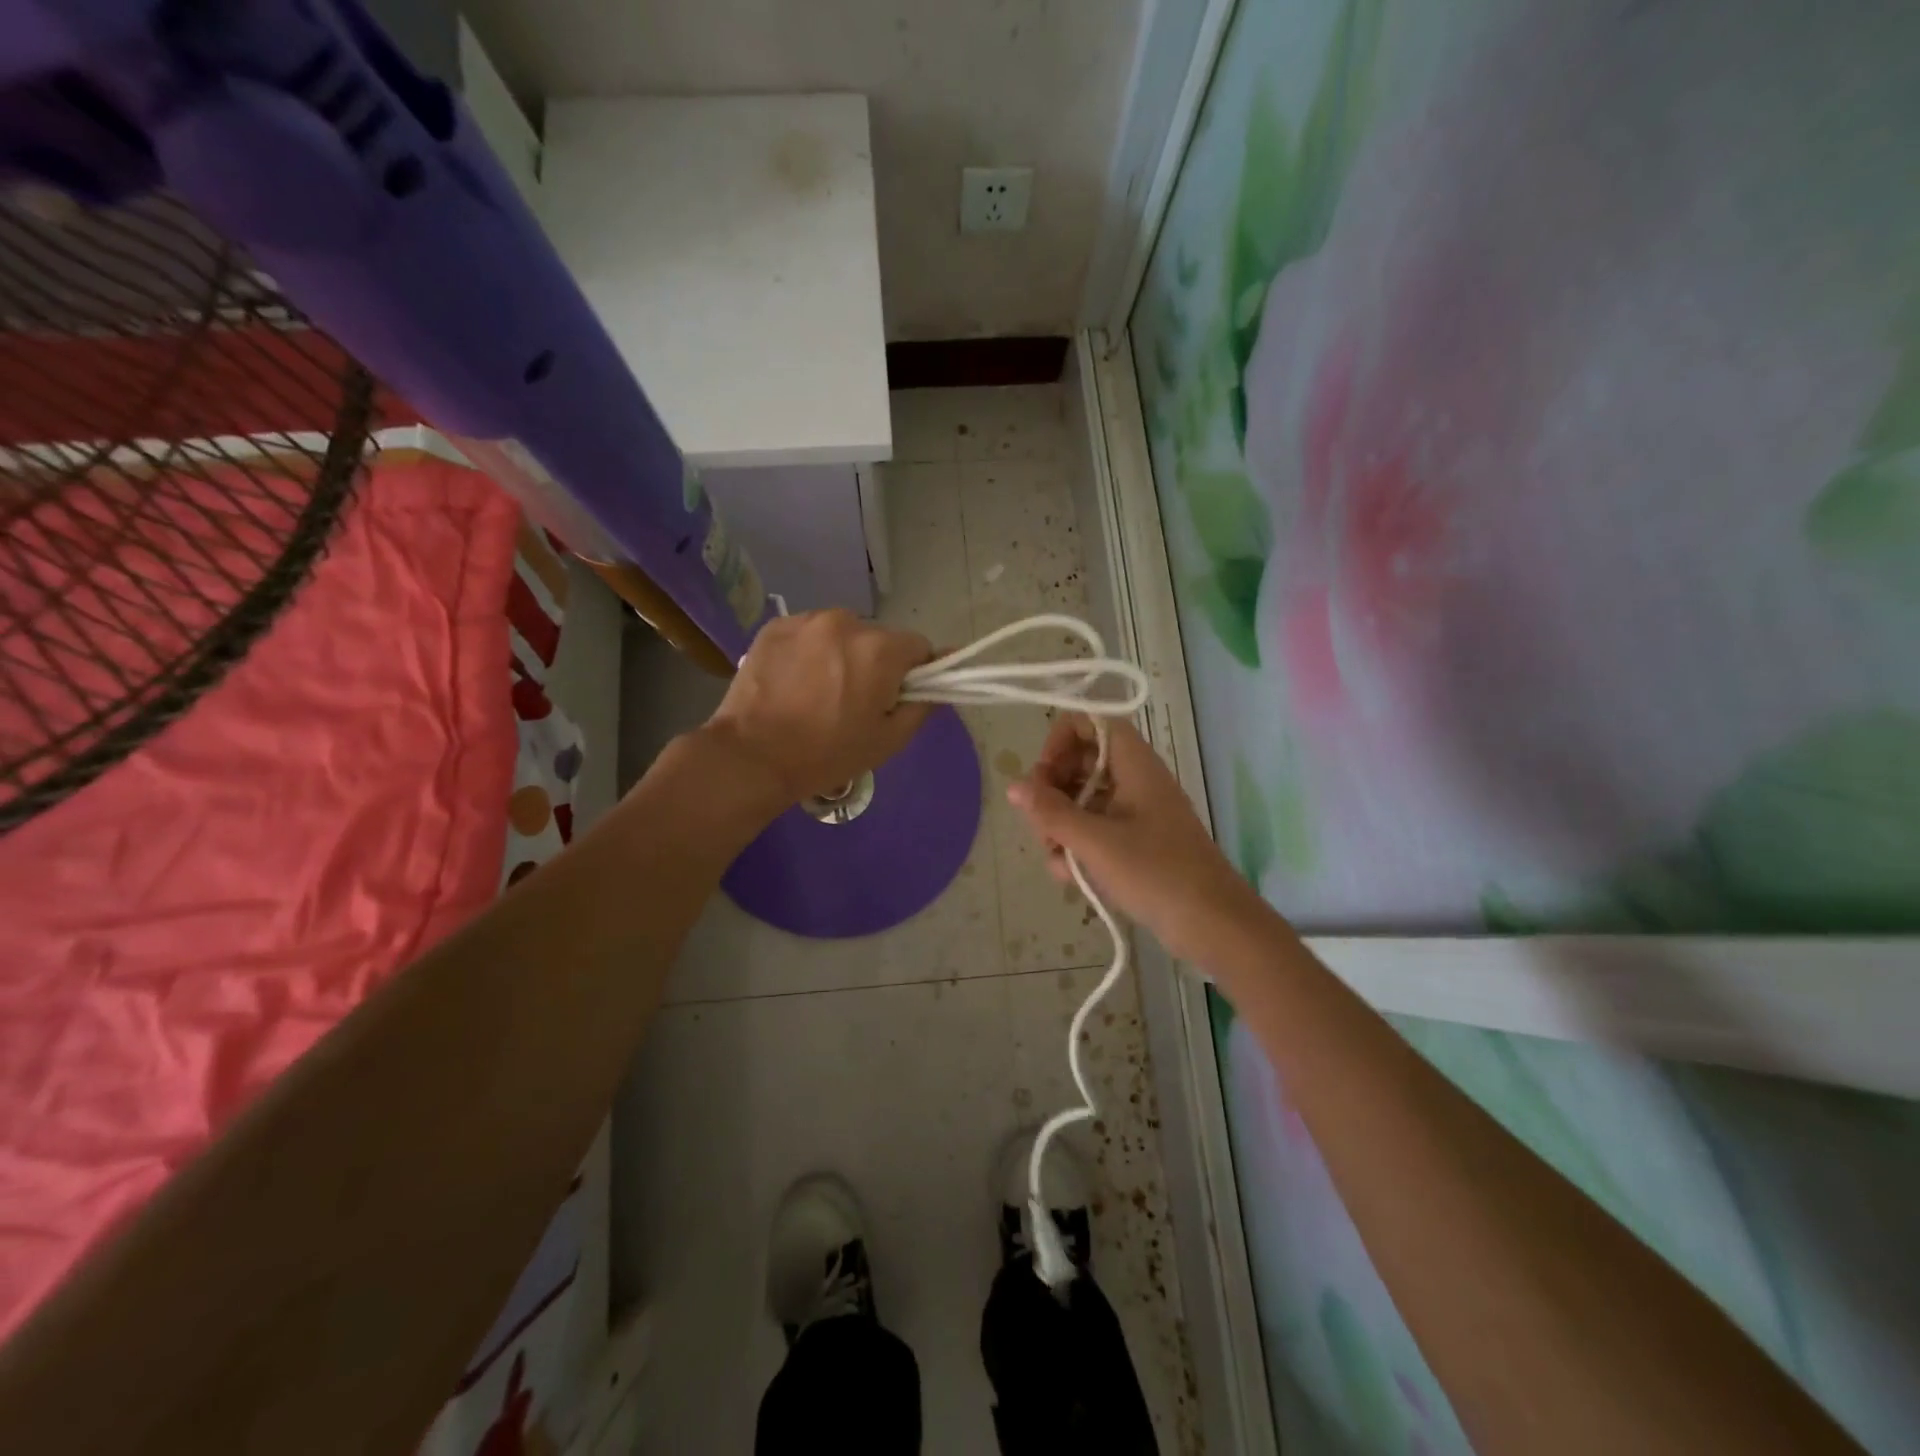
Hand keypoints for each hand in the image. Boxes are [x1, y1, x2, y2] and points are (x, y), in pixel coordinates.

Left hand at [701, 609, 932, 811]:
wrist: (752, 756)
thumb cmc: (828, 753)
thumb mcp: (888, 740)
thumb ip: (923, 706)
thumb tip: (939, 682)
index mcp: (880, 649)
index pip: (919, 647)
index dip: (914, 673)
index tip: (896, 698)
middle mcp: (847, 622)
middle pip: (879, 638)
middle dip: (876, 663)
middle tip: (855, 701)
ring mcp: (807, 620)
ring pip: (843, 633)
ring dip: (842, 654)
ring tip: (819, 691)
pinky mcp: (775, 626)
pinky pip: (809, 633)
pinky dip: (810, 651)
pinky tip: (795, 681)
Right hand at [1008, 716, 1271, 964]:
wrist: (1212, 924)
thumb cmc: (1155, 872)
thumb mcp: (1094, 841)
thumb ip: (1051, 812)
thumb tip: (1014, 785)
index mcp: (1135, 765)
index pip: (1092, 723)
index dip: (1061, 739)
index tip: (1042, 775)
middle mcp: (1136, 781)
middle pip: (1083, 763)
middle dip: (1053, 791)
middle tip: (1040, 822)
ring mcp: (1138, 814)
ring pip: (1085, 801)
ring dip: (1061, 825)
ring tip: (1055, 857)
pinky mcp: (1138, 844)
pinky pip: (1097, 831)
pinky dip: (1079, 847)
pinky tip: (1070, 876)